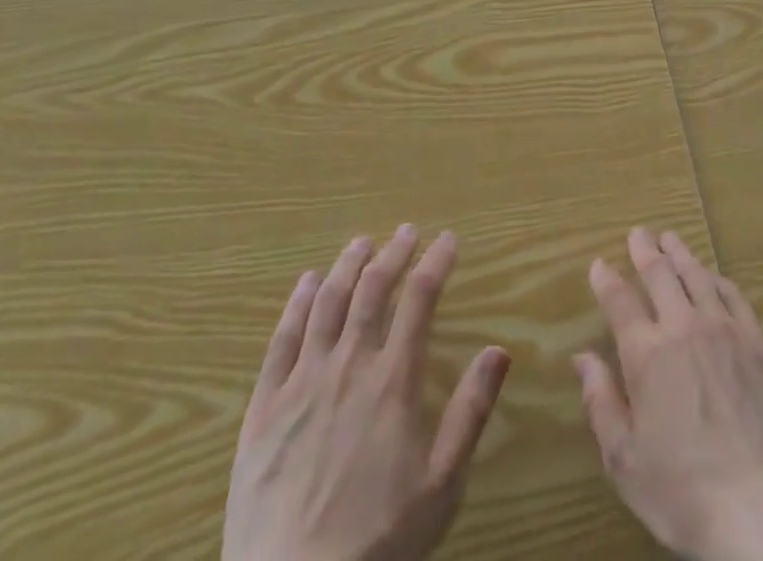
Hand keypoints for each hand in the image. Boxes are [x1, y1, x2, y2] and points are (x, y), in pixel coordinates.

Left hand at [223, 226, 509, 560]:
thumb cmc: (379, 542)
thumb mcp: (441, 485)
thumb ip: (470, 412)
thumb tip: (499, 350)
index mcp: (393, 381)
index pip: (420, 300)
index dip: (435, 262)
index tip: (447, 240)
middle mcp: (349, 366)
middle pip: (373, 290)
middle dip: (393, 253)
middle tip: (406, 232)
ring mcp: (302, 382)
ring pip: (328, 303)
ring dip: (347, 266)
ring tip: (361, 243)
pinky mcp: (264, 407)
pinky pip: (282, 339)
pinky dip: (297, 303)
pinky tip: (306, 283)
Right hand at [574, 229, 762, 560]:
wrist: (761, 509)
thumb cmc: (683, 492)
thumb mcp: (625, 460)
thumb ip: (601, 402)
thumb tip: (582, 357)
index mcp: (646, 354)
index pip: (620, 302)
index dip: (607, 279)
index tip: (599, 264)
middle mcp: (684, 328)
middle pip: (661, 275)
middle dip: (645, 250)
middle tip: (638, 233)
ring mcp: (725, 331)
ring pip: (698, 276)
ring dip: (681, 254)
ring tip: (671, 238)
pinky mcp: (759, 344)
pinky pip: (735, 297)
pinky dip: (719, 280)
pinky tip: (714, 277)